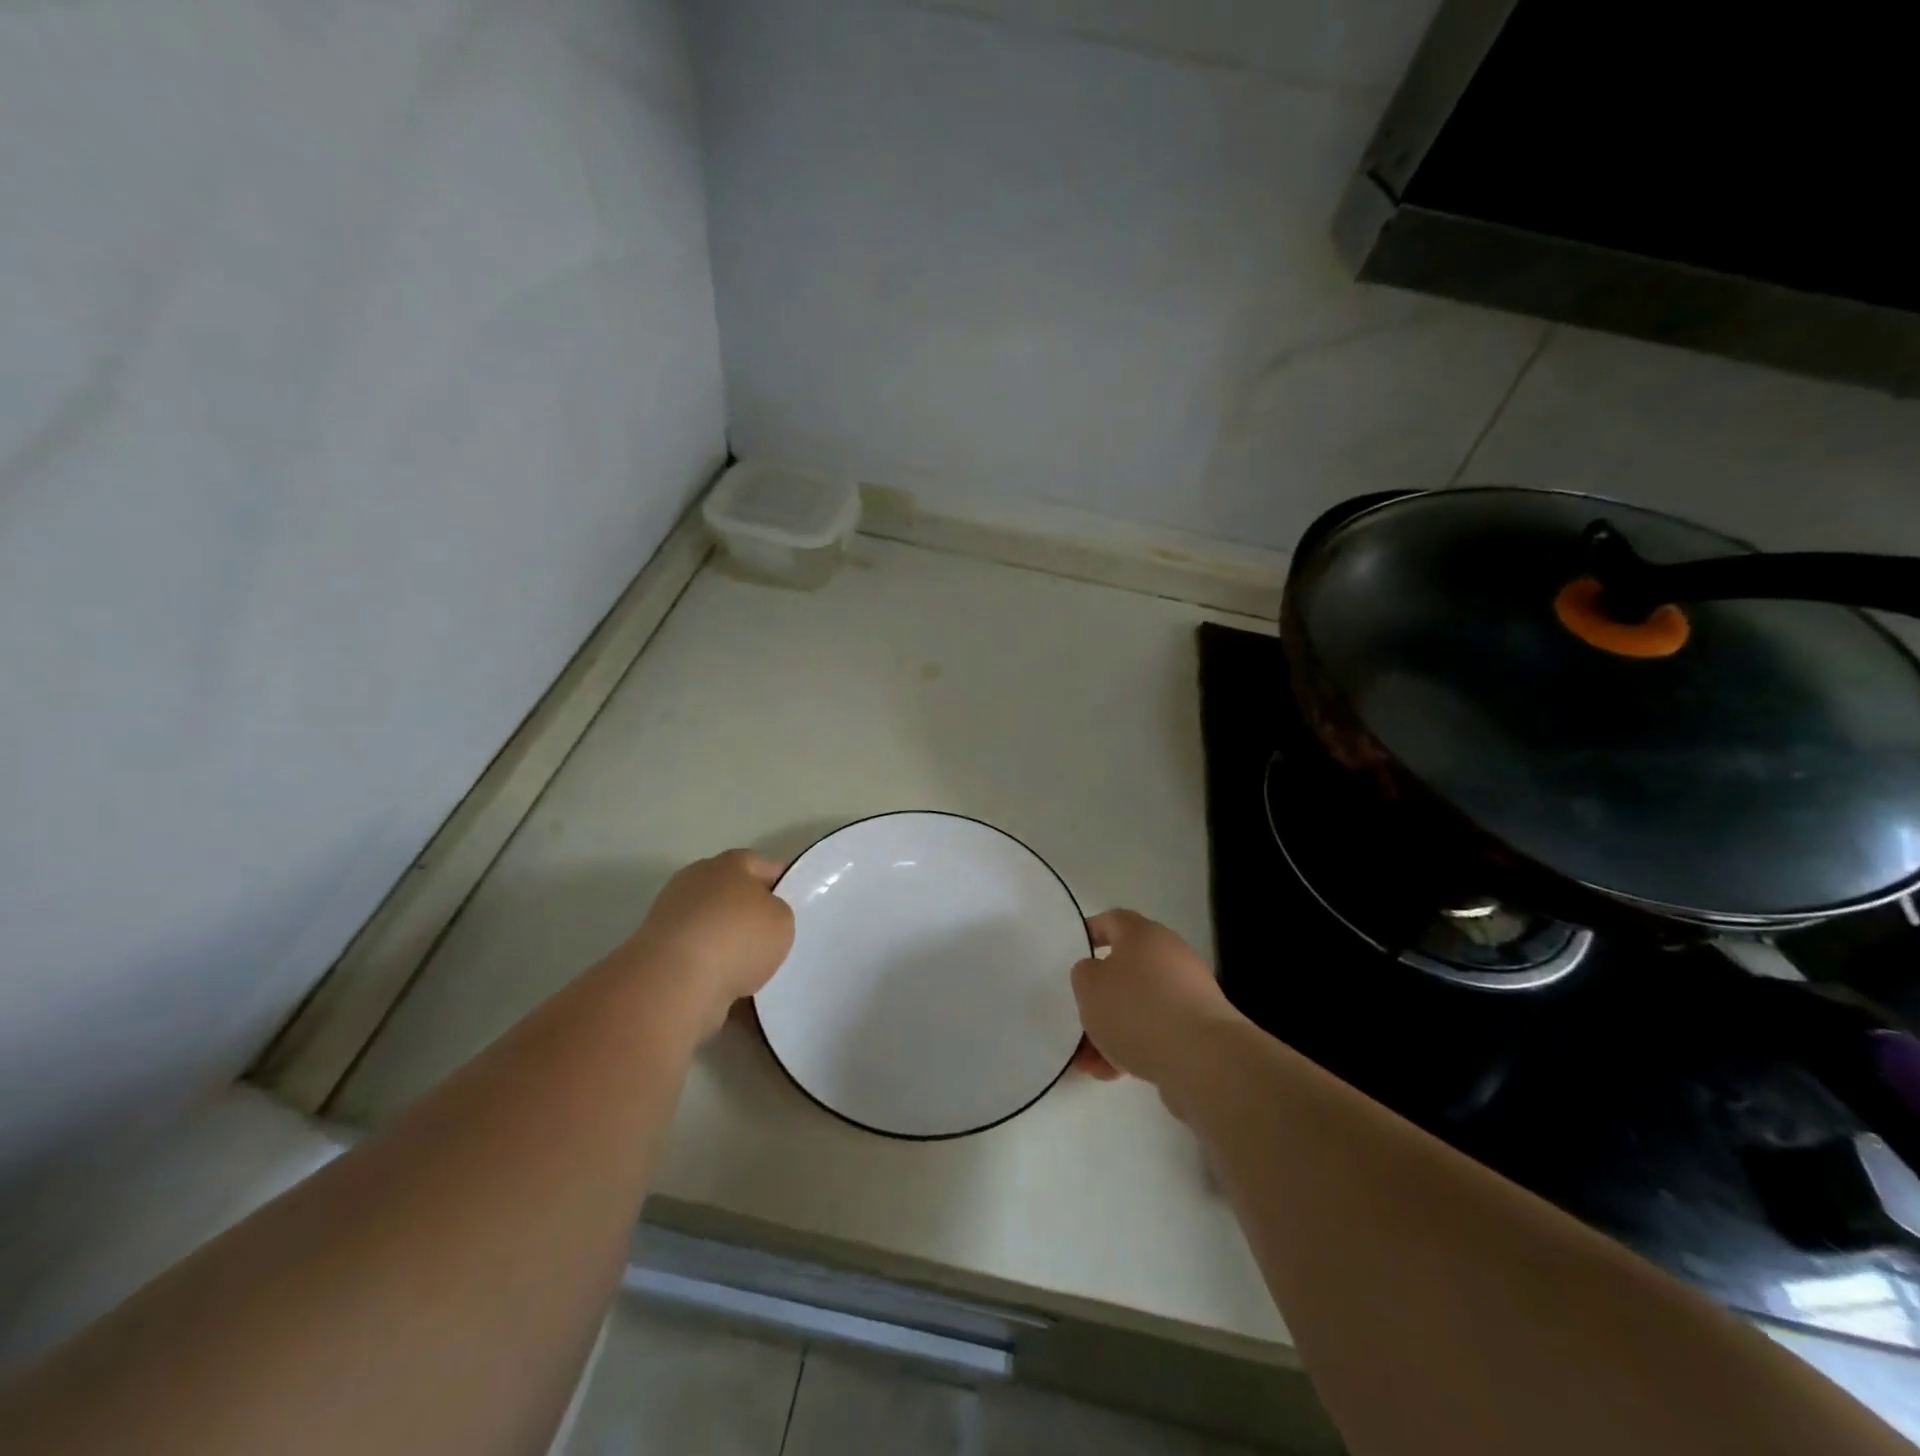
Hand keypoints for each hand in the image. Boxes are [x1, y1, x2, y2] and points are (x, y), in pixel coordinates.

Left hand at [613, 850, 794, 1037]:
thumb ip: (777, 913)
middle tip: (773, 936)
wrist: (675, 981)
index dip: (779, 882)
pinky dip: (712, 973)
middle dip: (749, 913)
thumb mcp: (782, 920)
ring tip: (754, 970)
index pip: (760, 864)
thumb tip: (760, 919)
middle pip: (731, 894)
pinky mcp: (658, 953)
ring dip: (729, 945)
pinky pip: (698, 960)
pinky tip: (732, 992)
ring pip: (713, 928)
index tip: (793, 902)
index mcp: (728, 864)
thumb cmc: (738, 937)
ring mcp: (672, 917)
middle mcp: (696, 882)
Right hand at [1071, 910, 1242, 1092]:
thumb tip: (1096, 973)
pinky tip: (1114, 1073)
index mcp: (1143, 934)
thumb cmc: (1137, 1009)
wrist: (1202, 1059)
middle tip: (1079, 1018)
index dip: (1091, 933)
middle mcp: (1169, 956)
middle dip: (1099, 998)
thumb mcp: (1089, 986)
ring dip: (1112, 1029)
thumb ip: (1084, 974)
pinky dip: (1135, 1046)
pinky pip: (1157, 1031)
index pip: (1113, 921)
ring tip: (1089, 1062)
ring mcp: (1188, 993)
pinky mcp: (1199, 1028)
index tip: (1074, 952)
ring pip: (1139, 1006)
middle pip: (1126, 970)